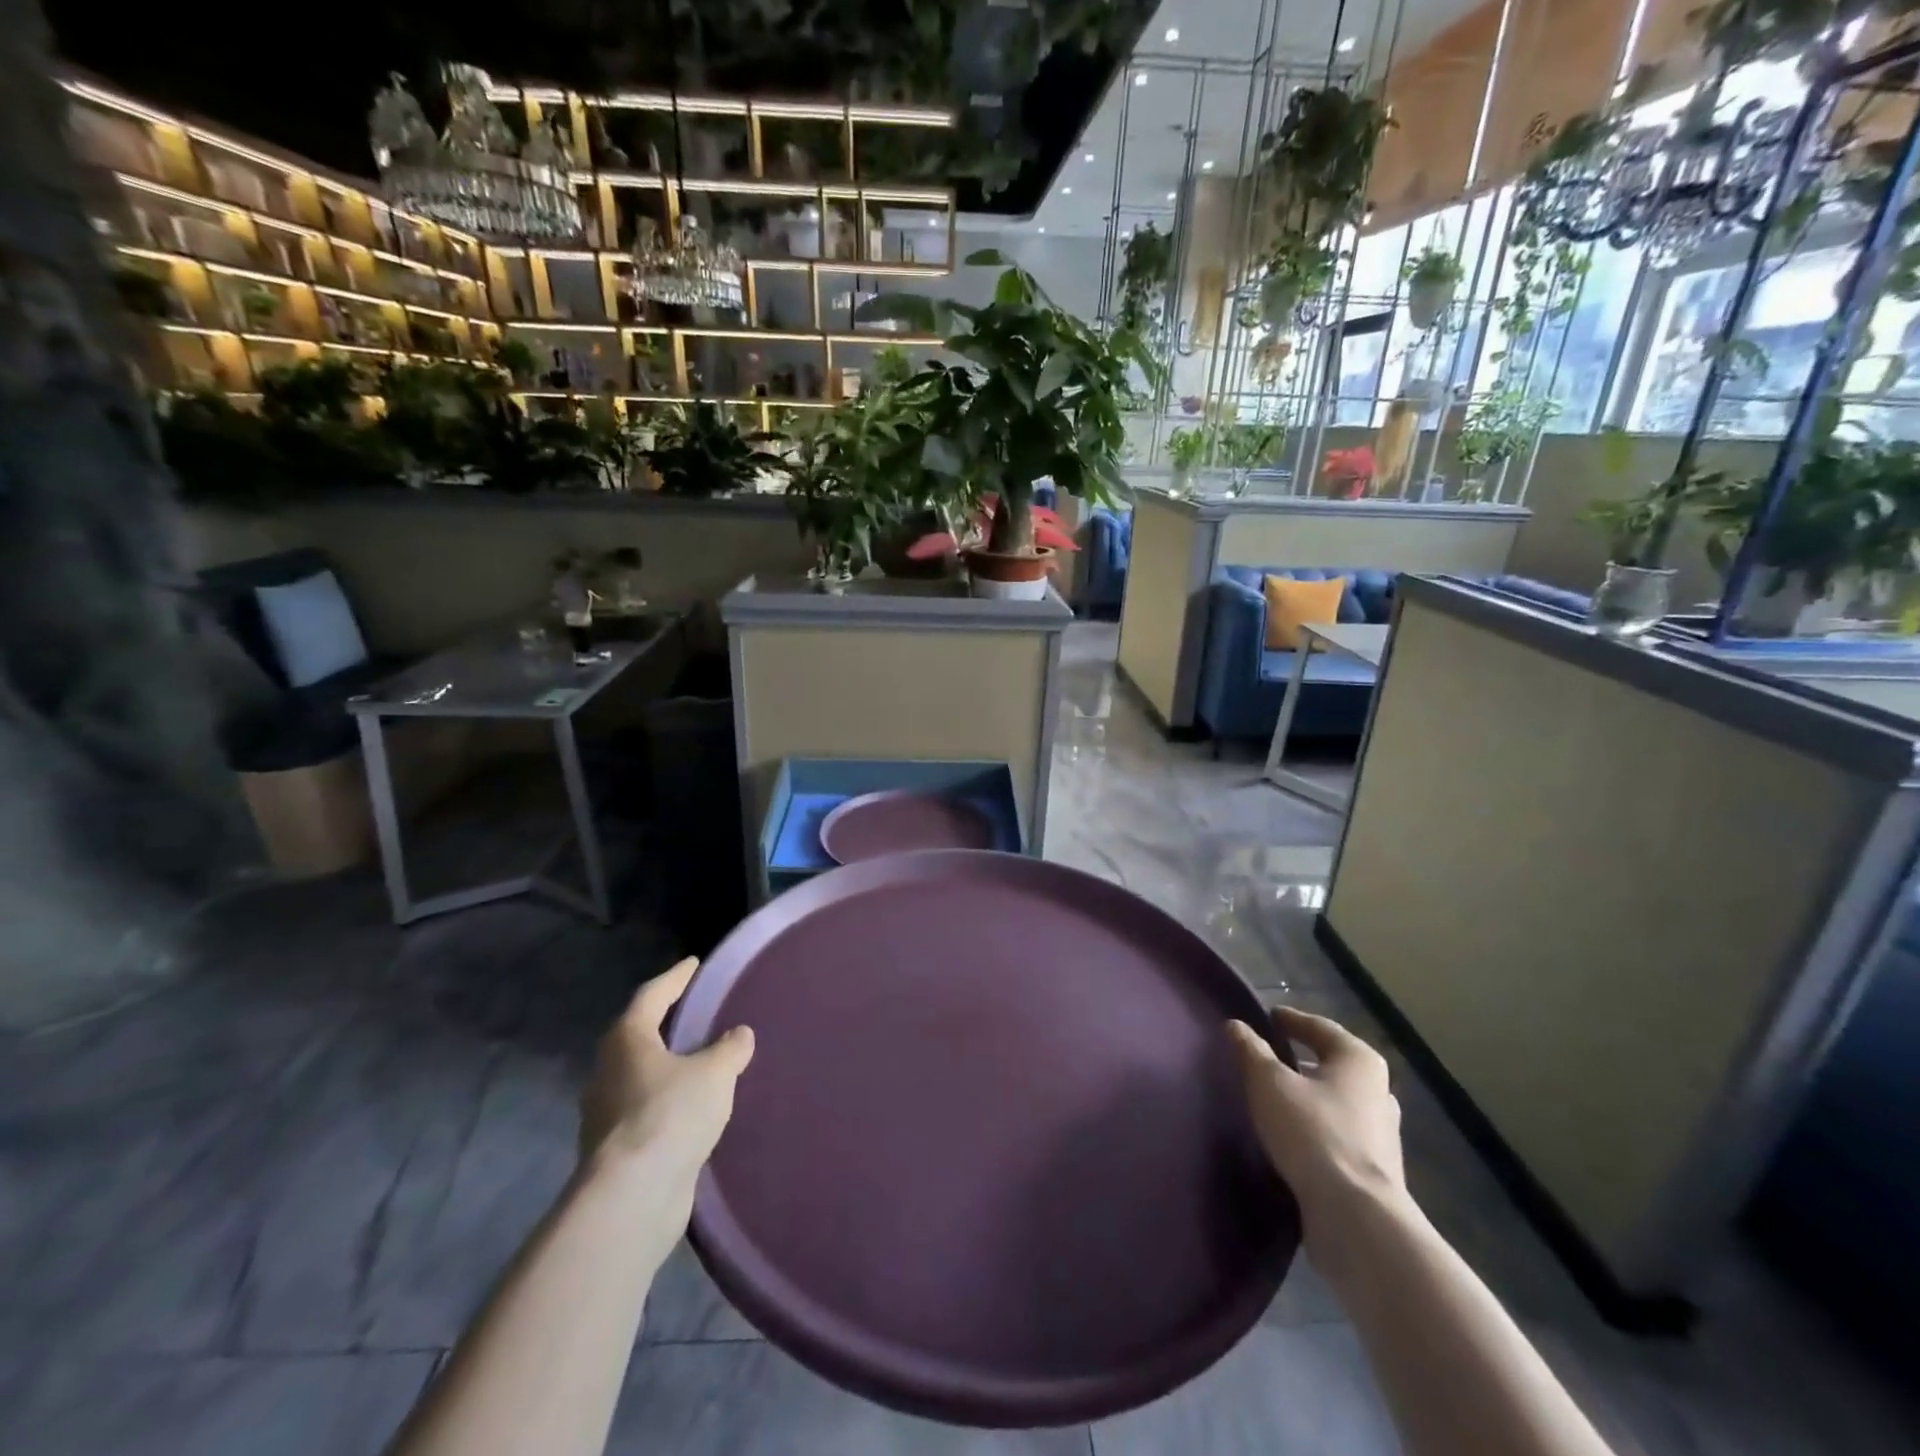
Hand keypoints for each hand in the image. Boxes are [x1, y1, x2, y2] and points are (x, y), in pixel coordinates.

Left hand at [579, 957, 754, 1204]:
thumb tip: (739, 1035)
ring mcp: (605, 1113)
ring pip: (640, 1076)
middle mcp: (608, 1071)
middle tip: (696, 1012)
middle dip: (665, 1024)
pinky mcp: (614, 1150)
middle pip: (638, 1036)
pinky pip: (646, 1110)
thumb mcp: (714, 1074)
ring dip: (667, 1067)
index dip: (675, 978)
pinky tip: (692, 1109)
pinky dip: (667, 1102)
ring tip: (700, 1062)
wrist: (631, 1199)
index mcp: (627, 1040)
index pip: (652, 995)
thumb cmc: (670, 1115)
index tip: (693, 964)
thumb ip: (729, 1049)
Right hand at [1228, 1006, 1405, 1247]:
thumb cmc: (1312, 1133)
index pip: (1320, 1027)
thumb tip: (1236, 1025)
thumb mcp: (1269, 1083)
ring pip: (1337, 1100)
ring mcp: (1382, 1133)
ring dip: (1309, 1095)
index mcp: (1359, 1061)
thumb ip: (1250, 1050)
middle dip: (1302, 1058)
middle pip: (1332, 1064)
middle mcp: (1378, 1091)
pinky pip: (1338, 1132)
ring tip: (1276, 1096)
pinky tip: (1292, 1134)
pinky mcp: (1374, 1169)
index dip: (1291, 1020)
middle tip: (1269, 1055)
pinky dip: (1316, 1125)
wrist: (1356, 1218)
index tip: (1268, 1017)